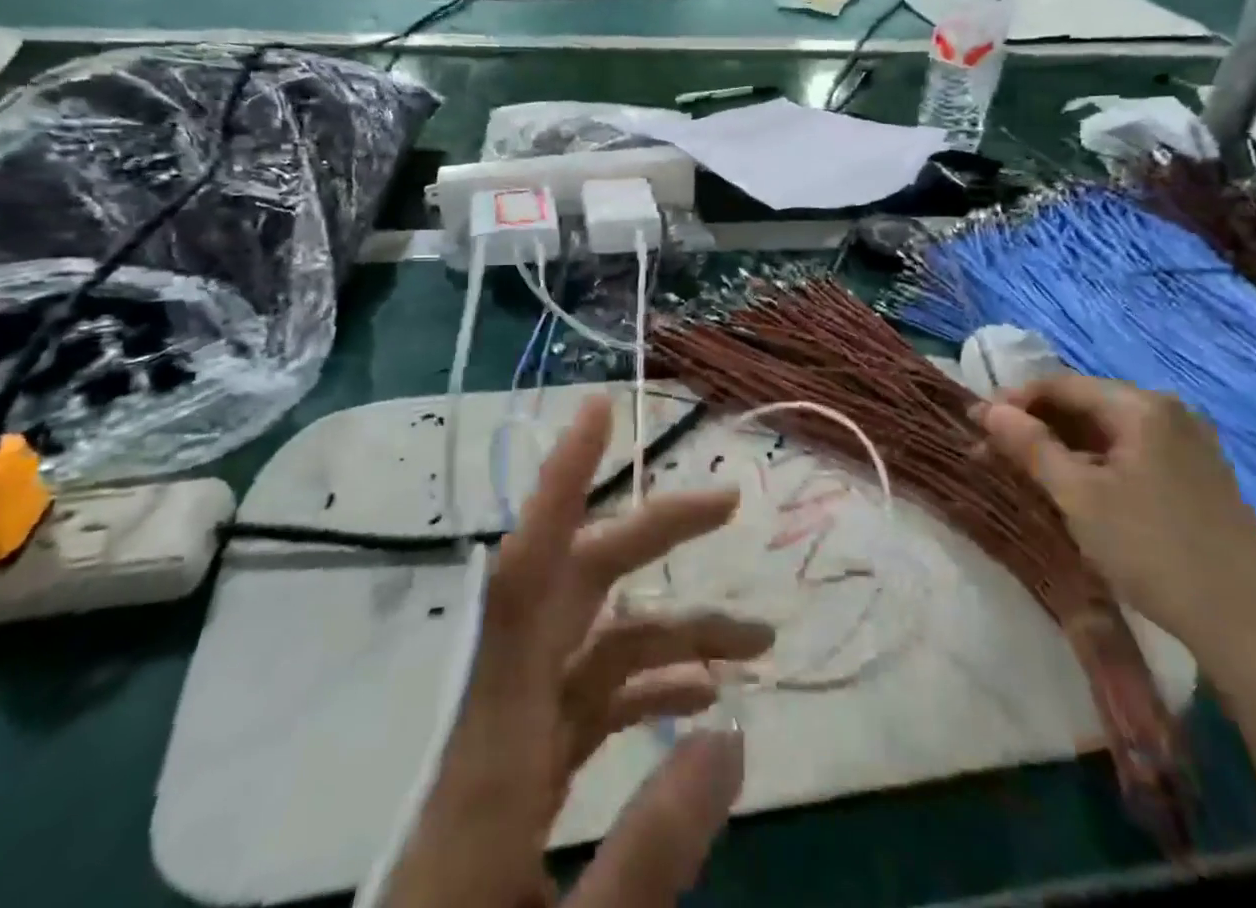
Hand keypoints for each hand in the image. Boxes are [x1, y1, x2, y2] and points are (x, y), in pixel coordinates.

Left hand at [384, 397, 772, 907]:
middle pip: (578, 585)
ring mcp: (514, 735)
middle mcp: (503, 709)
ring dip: (675, 627)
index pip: (527, 572)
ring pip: (598, 641)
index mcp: (498, 733)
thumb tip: (734, 730)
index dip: (562, 482)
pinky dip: (648, 683)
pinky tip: (702, 697)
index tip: (599, 412)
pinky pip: (592, 696)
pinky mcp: (523, 766)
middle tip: (727, 504)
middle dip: (652, 533)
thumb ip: (652, 844)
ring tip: (757, 637)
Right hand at [974, 373, 1255, 672]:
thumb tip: (986, 410)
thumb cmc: (1153, 549)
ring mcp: (1190, 444)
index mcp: (1140, 405)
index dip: (1012, 401)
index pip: (1059, 384)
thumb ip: (1029, 445)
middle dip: (1035, 426)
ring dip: (1063, 447)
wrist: (1252, 627)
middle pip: (1084, 404)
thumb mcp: (1078, 495)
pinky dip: (1096, 463)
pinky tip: (1077, 490)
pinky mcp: (1199, 476)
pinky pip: (1132, 453)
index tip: (976, 425)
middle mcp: (1168, 412)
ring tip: (1027, 473)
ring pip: (1107, 431)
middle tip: (994, 452)